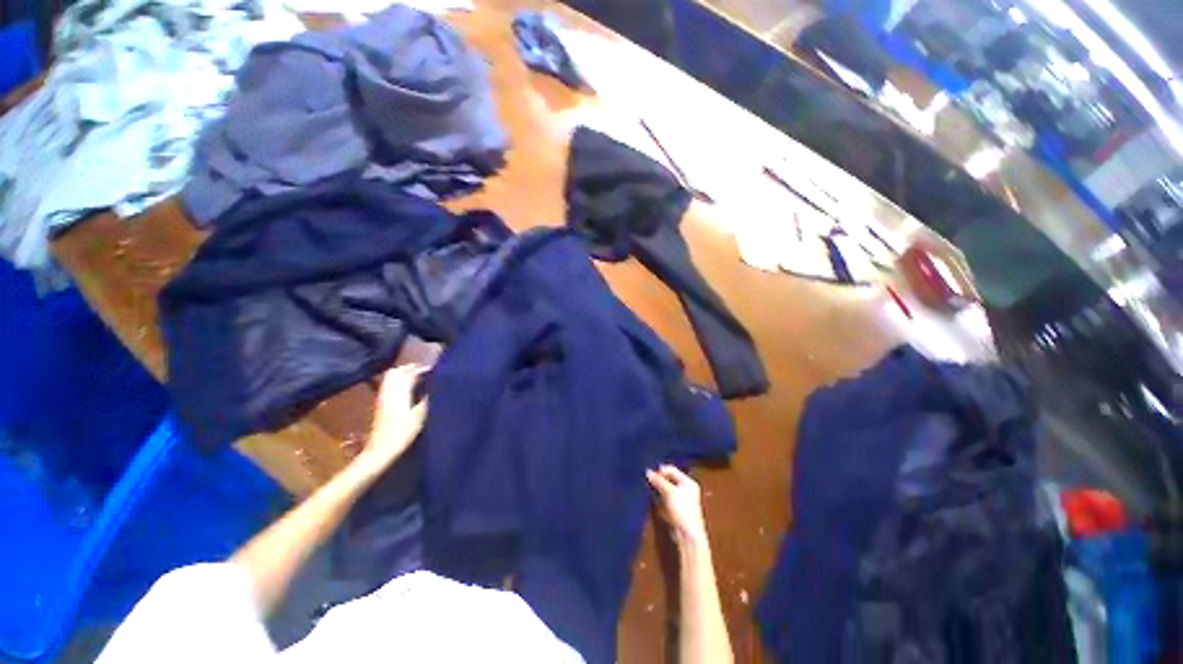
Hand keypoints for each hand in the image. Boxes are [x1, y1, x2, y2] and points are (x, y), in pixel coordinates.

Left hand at [356, 364, 429, 474]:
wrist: (381, 450)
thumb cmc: (402, 433)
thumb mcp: (419, 416)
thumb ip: (427, 399)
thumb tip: (435, 387)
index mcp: (400, 392)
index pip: (410, 373)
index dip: (423, 369)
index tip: (436, 370)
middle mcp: (389, 391)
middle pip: (398, 371)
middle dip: (412, 368)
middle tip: (427, 372)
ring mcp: (383, 396)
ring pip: (391, 376)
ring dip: (404, 373)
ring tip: (418, 377)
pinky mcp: (380, 403)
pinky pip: (388, 384)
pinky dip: (397, 380)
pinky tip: (407, 387)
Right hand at [647, 465, 708, 549]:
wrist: (688, 534)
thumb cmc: (681, 508)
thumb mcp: (669, 491)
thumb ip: (658, 480)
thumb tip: (647, 471)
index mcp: (688, 481)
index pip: (672, 470)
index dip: (660, 471)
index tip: (649, 474)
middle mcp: (686, 488)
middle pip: (669, 478)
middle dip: (658, 479)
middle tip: (647, 480)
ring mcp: (681, 498)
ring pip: (666, 488)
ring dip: (657, 487)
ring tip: (648, 487)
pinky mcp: (675, 508)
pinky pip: (665, 497)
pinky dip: (659, 496)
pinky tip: (652, 497)